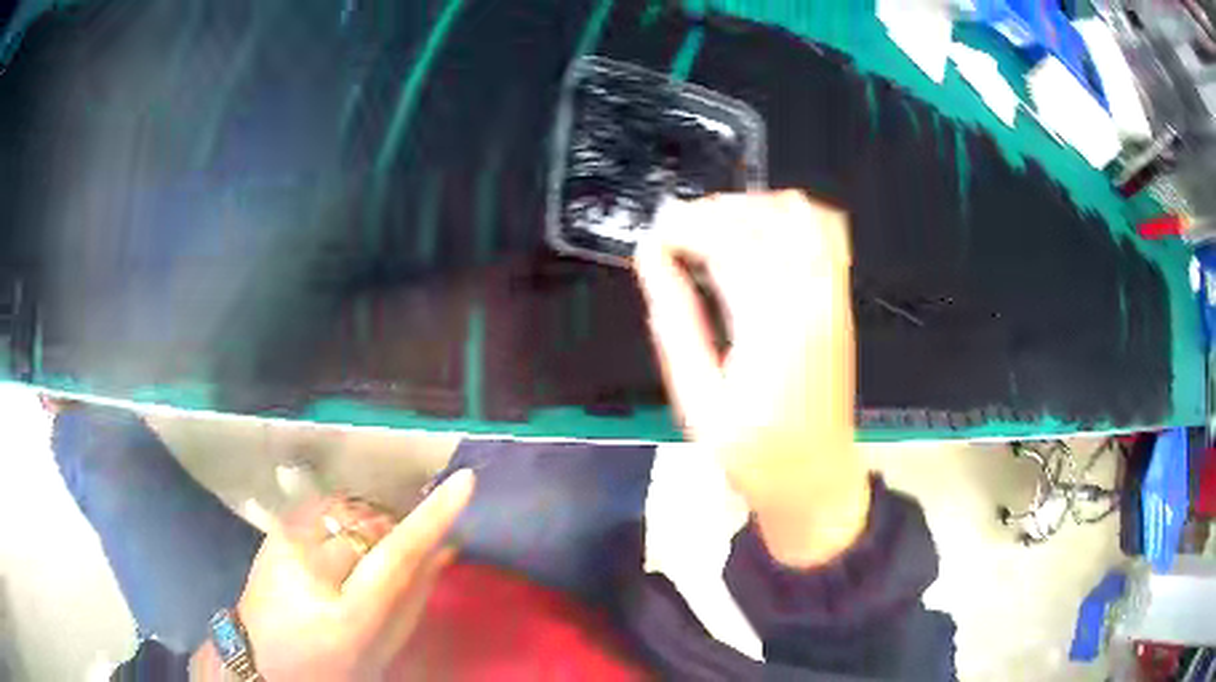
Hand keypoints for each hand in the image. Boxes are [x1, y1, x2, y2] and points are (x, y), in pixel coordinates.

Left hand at [192, 471, 474, 680]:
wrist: (260, 658)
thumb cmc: (330, 666)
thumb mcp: (380, 651)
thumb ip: (414, 600)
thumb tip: (446, 549)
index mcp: (347, 617)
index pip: (396, 556)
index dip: (432, 518)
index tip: (465, 482)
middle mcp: (313, 572)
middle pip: (373, 526)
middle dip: (392, 532)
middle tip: (391, 557)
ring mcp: (288, 545)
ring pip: (349, 510)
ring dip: (367, 523)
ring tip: (360, 553)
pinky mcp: (275, 530)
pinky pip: (324, 506)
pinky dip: (342, 516)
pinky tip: (336, 542)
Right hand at [635, 191, 868, 566]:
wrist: (816, 477)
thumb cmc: (753, 452)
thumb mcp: (697, 399)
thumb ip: (674, 320)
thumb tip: (650, 257)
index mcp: (773, 324)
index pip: (727, 242)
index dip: (683, 227)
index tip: (654, 237)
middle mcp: (812, 296)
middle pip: (761, 217)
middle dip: (710, 212)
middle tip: (674, 233)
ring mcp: (834, 293)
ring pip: (798, 212)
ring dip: (750, 207)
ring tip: (714, 229)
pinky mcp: (841, 297)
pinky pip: (826, 230)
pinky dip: (790, 216)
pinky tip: (762, 234)